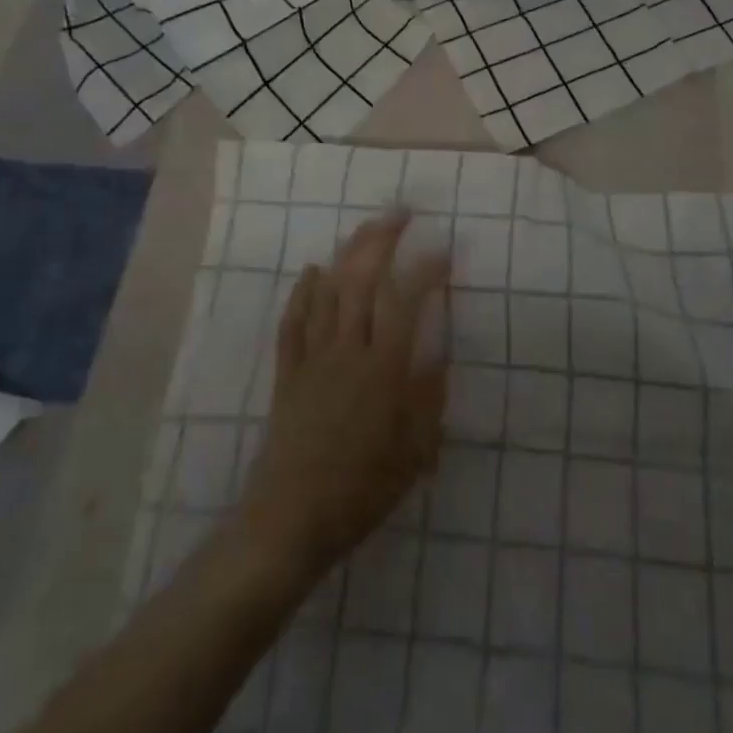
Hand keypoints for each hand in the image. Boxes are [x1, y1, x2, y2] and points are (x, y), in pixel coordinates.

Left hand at [236, 212, 448, 584]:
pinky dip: (303, 291)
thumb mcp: (413, 452)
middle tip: (399, 212)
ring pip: (327, 291)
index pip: (405, 302)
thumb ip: (429, 395)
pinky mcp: (288, 371)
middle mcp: (346, 352)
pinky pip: (293, 320)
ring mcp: (312, 357)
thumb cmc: (361, 490)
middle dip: (381, 240)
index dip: (426, 270)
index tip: (444, 249)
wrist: (290, 520)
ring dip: (346, 253)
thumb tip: (440, 347)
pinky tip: (312, 270)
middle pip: (361, 280)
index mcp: (382, 370)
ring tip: (365, 229)